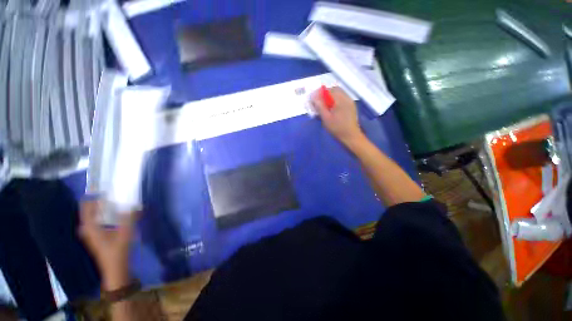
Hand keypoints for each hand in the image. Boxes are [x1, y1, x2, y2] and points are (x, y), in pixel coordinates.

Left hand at [79, 201, 138, 290]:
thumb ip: (128, 218)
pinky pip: (98, 223)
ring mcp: (92, 235)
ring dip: (101, 210)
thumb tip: (133, 205)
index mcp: (91, 228)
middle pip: (89, 213)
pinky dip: (104, 217)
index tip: (100, 189)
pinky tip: (115, 216)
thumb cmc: (117, 252)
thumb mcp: (125, 234)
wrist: (116, 269)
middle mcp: (88, 230)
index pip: (86, 209)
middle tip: (110, 196)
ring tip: (113, 204)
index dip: (91, 198)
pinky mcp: (98, 238)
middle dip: (97, 203)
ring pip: (93, 218)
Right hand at [311, 87, 364, 146]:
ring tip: (324, 105)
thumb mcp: (326, 118)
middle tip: (318, 102)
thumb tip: (313, 97)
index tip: (313, 98)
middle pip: (334, 89)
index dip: (320, 93)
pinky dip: (335, 100)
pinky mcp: (351, 106)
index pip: (329, 90)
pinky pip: (342, 98)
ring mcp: (350, 102)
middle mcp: (346, 98)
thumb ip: (320, 106)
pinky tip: (332, 108)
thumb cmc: (337, 128)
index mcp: (340, 100)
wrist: (351, 136)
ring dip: (330, 96)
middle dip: (325, 93)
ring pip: (338, 93)